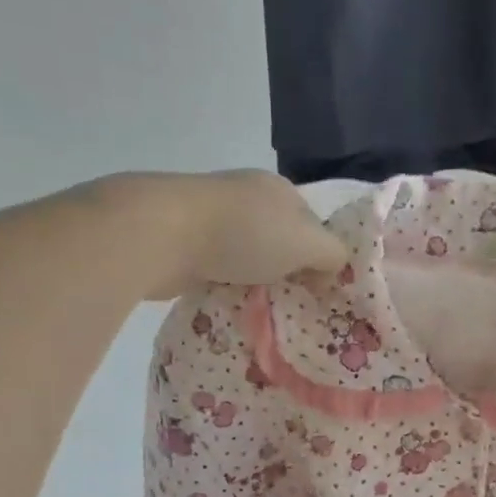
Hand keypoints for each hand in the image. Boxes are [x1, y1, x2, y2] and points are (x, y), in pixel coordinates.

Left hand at [130, 170, 347, 298]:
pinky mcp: (184, 238)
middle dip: (288, 270)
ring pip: (248, 255)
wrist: (162, 234)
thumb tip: (333, 271)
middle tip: (295, 303)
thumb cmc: (244, 233)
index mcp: (279, 188)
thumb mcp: (308, 243)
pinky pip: (218, 267)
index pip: (312, 223)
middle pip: (280, 240)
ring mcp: (212, 215)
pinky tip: (229, 301)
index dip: (320, 255)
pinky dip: (226, 284)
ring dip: (255, 279)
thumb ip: (333, 254)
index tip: (320, 288)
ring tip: (263, 308)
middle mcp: (247, 196)